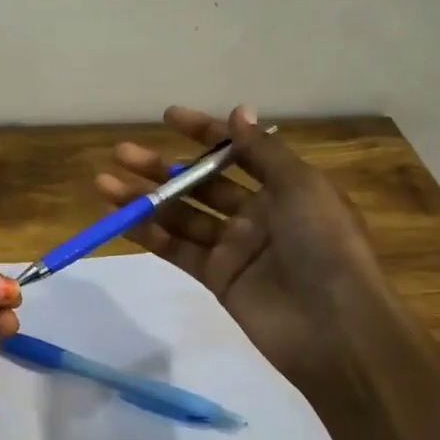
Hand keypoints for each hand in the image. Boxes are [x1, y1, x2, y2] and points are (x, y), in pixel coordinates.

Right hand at [93, 106, 386, 391]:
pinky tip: (120, 218)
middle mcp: (257, 213)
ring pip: (181, 215)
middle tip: (122, 154)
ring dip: (144, 199)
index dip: (204, 133)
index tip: (167, 117)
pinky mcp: (216, 278)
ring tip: (104, 183)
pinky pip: (177, 249)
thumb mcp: (301, 187)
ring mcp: (234, 247)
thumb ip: (262, 152)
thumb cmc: (325, 245)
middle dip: (161, 167)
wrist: (335, 327)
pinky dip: (149, 234)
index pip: (237, 152)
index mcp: (284, 187)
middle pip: (200, 184)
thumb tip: (238, 111)